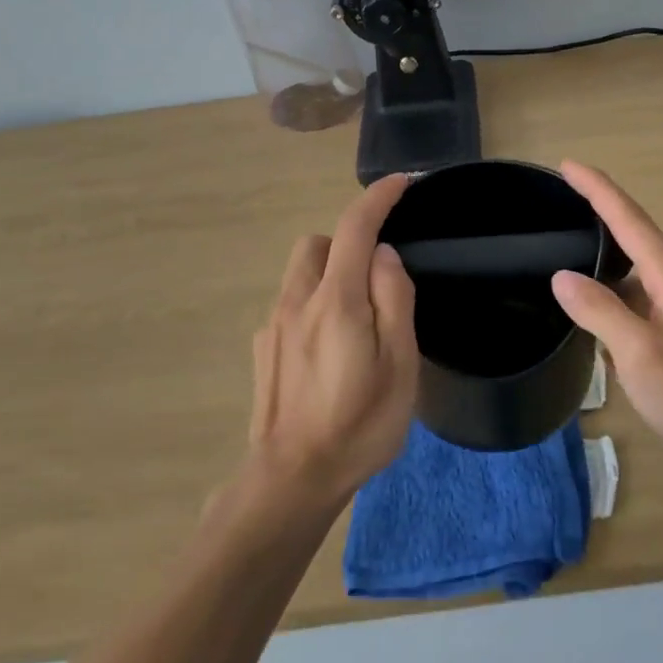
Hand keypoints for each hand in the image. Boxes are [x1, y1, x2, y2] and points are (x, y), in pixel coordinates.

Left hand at [246, 173, 419, 506]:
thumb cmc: (359, 424)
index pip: (355, 229)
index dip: (378, 199)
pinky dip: (313, 305)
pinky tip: (328, 352)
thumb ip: (393, 300)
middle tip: (376, 282)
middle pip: (318, 244)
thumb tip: (384, 256)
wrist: (292, 477)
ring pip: (301, 274)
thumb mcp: (399, 365)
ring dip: (330, 275)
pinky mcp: (262, 348)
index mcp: (336, 301)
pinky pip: (291, 304)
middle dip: (348, 244)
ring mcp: (273, 325)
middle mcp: (297, 302)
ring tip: (355, 322)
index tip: (401, 184)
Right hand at [551, 162, 662, 460]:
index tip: (568, 165)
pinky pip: (642, 300)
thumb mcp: (639, 353)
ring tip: (569, 252)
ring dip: (606, 258)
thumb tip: (562, 277)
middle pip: (636, 237)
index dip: (598, 190)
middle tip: (561, 203)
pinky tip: (597, 310)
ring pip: (638, 272)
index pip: (631, 220)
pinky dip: (616, 294)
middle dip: (600, 214)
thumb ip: (600, 311)